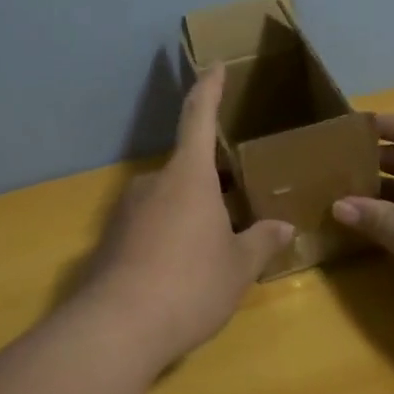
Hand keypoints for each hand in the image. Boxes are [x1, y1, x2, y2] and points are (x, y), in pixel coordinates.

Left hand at [82, 63, 294, 369]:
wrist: (116, 328)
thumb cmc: (190, 284)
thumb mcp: (238, 267)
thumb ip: (261, 243)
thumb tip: (283, 227)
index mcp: (188, 176)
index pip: (199, 117)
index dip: (210, 88)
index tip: (215, 65)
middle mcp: (154, 183)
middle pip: (188, 168)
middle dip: (214, 181)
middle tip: (240, 202)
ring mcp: (127, 210)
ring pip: (169, 199)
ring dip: (192, 211)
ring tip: (215, 244)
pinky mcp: (110, 240)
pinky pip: (149, 225)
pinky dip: (169, 235)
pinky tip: (182, 269)